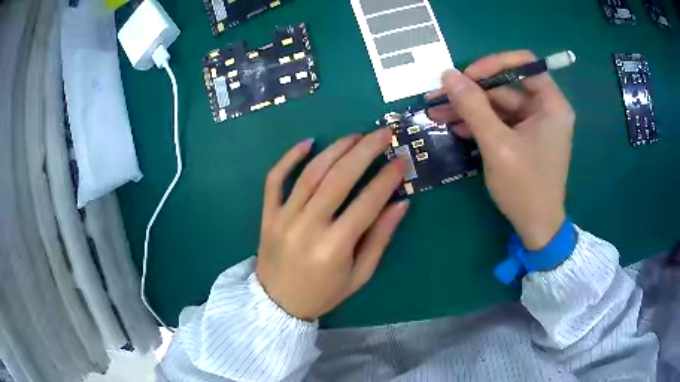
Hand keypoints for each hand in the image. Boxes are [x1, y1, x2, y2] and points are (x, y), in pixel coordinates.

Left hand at [256, 130, 409, 320]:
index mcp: (334, 247)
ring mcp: (283, 217)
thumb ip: (380, 238)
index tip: (401, 160)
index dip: (387, 178)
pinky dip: (289, 158)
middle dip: (365, 151)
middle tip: (382, 133)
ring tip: (355, 135)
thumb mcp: (359, 275)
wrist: (277, 303)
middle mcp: (308, 226)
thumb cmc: (323, 293)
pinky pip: (274, 179)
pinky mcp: (268, 214)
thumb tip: (401, 203)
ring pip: (311, 173)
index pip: (367, 202)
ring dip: (335, 149)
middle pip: (339, 178)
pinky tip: (308, 142)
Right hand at [428, 51, 574, 249]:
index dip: (493, 64)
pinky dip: (478, 123)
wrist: (536, 228)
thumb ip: (473, 107)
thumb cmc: (525, 187)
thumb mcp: (497, 145)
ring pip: (498, 105)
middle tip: (439, 96)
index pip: (524, 64)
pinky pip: (499, 121)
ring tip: (437, 112)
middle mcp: (545, 109)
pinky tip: (455, 127)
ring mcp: (534, 124)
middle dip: (472, 92)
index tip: (466, 76)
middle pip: (506, 86)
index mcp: (552, 104)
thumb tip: (448, 75)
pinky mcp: (524, 138)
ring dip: (469, 108)